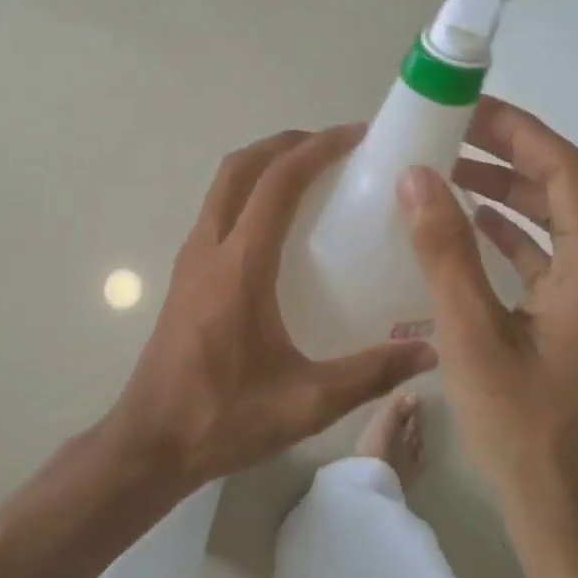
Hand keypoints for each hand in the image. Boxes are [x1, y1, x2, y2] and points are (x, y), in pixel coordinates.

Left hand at [106, 125, 438, 489]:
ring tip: (309, 173)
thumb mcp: (306, 403)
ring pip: (222, 185)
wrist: (149, 441)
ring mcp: (191, 258)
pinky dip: (247, 192)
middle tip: (332, 146)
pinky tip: (277, 224)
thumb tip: (428, 353)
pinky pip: (217, 210)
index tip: (354, 136)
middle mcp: (209, 248)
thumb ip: (370, 374)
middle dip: (285, 143)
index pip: (276, 184)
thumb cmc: (223, 418)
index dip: (316, 149)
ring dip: (262, 164)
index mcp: (239, 266)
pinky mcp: (185, 274)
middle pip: (239, 167)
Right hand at [398, 97, 577, 552]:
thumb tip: (417, 175)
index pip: (568, 171)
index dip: (519, 131)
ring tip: (449, 176)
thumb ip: (445, 251)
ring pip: (564, 228)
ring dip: (512, 196)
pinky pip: (559, 264)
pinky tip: (472, 234)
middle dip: (511, 157)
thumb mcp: (473, 338)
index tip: (466, 108)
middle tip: (448, 135)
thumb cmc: (529, 437)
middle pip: (570, 193)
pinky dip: (517, 239)